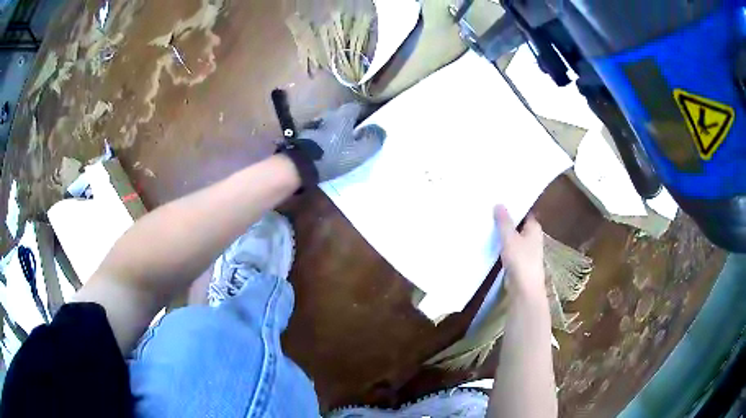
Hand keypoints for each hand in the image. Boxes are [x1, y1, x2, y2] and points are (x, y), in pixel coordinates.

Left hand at [281, 102, 385, 184]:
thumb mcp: (359, 151)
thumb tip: (380, 129)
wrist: (300, 166)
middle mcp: (328, 115)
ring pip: (331, 125)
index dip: (366, 115)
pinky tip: (329, 150)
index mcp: (343, 115)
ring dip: (337, 131)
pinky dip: (326, 140)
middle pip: (343, 115)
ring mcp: (314, 125)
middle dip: (351, 123)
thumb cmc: (333, 156)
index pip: (358, 107)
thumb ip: (372, 140)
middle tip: (358, 136)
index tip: (371, 124)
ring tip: (343, 145)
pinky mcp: (305, 137)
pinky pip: (320, 135)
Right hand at [494, 205, 545, 299]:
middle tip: (489, 209)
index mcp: (534, 228)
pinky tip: (490, 241)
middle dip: (506, 219)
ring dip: (503, 232)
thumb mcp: (510, 238)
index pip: (525, 211)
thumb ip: (504, 221)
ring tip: (487, 222)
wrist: (524, 288)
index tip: (500, 199)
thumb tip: (499, 204)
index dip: (514, 205)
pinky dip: (502, 244)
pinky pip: (509, 248)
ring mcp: (526, 250)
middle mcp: (532, 237)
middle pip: (518, 224)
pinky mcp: (519, 261)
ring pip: (513, 237)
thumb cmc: (521, 260)